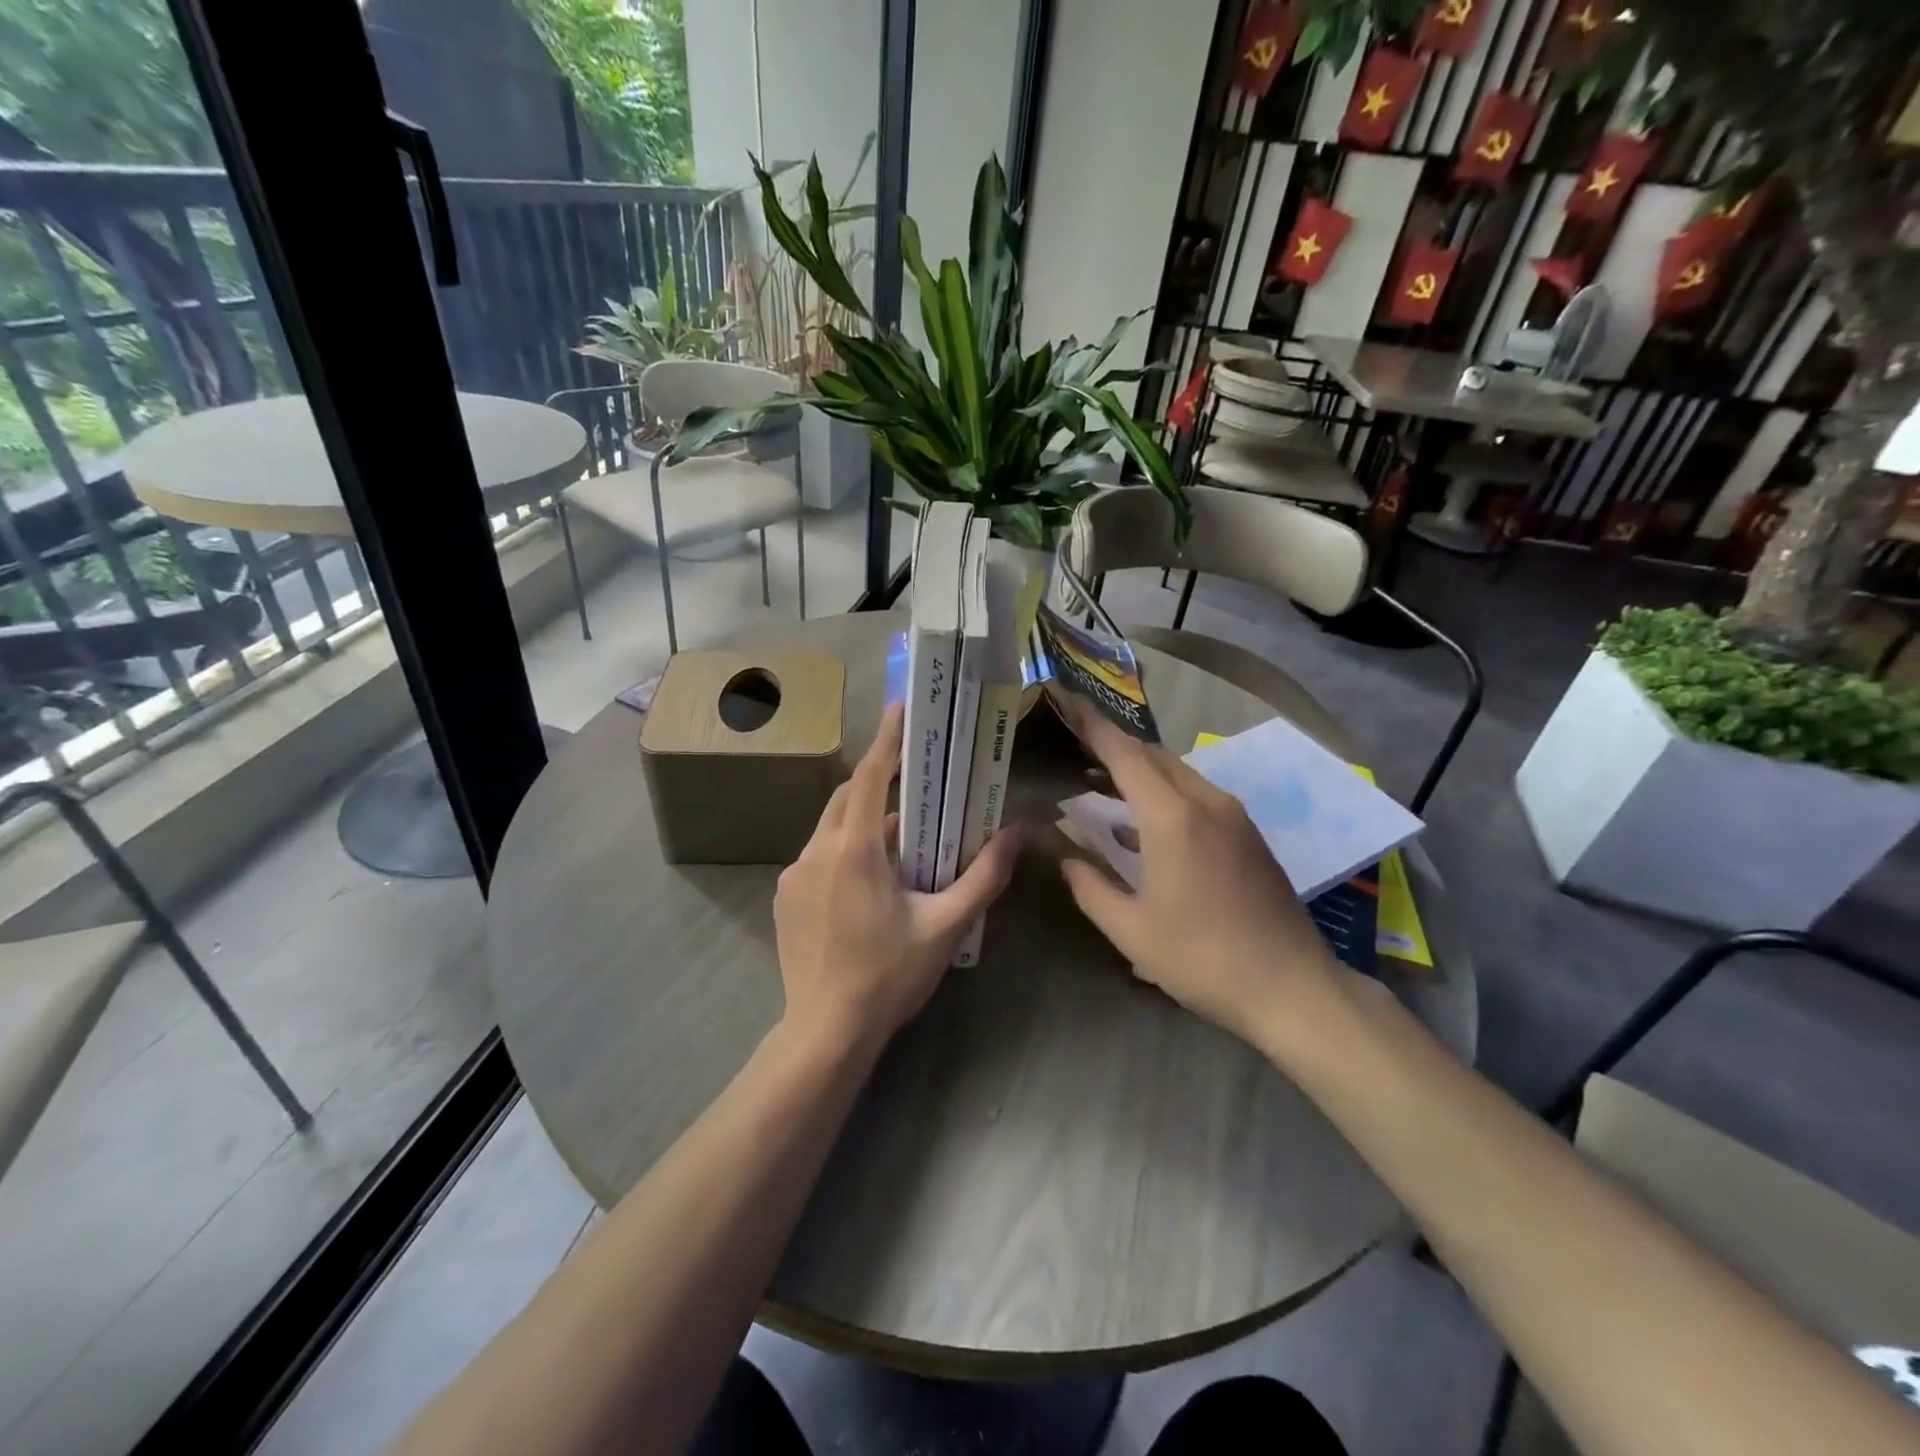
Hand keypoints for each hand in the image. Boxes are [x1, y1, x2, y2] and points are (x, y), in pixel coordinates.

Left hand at [774, 702, 1023, 1049]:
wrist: (825, 1033)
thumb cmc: (889, 976)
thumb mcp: (945, 927)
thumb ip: (983, 877)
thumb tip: (1017, 834)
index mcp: (853, 850)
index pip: (869, 777)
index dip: (887, 740)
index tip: (901, 708)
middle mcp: (815, 852)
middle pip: (847, 798)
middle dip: (877, 784)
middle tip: (914, 788)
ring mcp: (793, 876)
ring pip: (832, 830)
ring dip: (864, 826)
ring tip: (902, 849)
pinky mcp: (785, 899)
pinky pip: (818, 859)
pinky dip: (845, 854)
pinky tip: (868, 888)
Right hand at [1059, 705, 1341, 1050]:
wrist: (1292, 987)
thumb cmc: (1202, 959)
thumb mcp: (1131, 931)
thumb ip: (1092, 888)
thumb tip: (1069, 860)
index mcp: (1172, 818)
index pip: (1126, 755)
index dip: (1095, 728)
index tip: (1070, 706)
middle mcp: (1206, 803)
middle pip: (1154, 756)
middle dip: (1115, 746)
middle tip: (1077, 748)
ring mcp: (1234, 817)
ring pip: (1179, 772)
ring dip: (1141, 769)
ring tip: (1103, 782)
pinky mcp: (1249, 835)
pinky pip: (1199, 793)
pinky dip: (1166, 791)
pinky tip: (1146, 821)